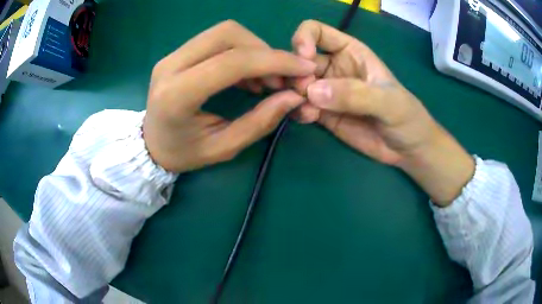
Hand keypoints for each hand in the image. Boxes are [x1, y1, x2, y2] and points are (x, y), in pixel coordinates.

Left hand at [143, 20, 315, 172]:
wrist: (149, 145)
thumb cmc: (183, 153)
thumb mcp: (222, 148)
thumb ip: (259, 122)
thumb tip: (294, 96)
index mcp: (177, 95)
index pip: (232, 62)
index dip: (274, 61)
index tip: (304, 69)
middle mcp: (171, 66)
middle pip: (228, 34)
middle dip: (265, 50)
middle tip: (283, 76)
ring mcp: (171, 56)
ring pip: (223, 32)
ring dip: (254, 49)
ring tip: (267, 78)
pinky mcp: (176, 53)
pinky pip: (216, 40)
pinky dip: (241, 51)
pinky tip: (249, 74)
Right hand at [291, 20, 473, 204]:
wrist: (407, 149)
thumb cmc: (406, 116)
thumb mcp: (388, 102)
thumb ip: (355, 94)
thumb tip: (313, 91)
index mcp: (350, 51)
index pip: (316, 32)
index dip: (304, 39)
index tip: (305, 58)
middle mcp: (334, 67)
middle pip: (300, 59)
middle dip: (295, 72)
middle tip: (304, 91)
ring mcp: (327, 91)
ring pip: (297, 84)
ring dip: (293, 93)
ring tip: (307, 109)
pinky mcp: (323, 113)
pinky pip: (301, 106)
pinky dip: (298, 110)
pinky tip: (309, 118)